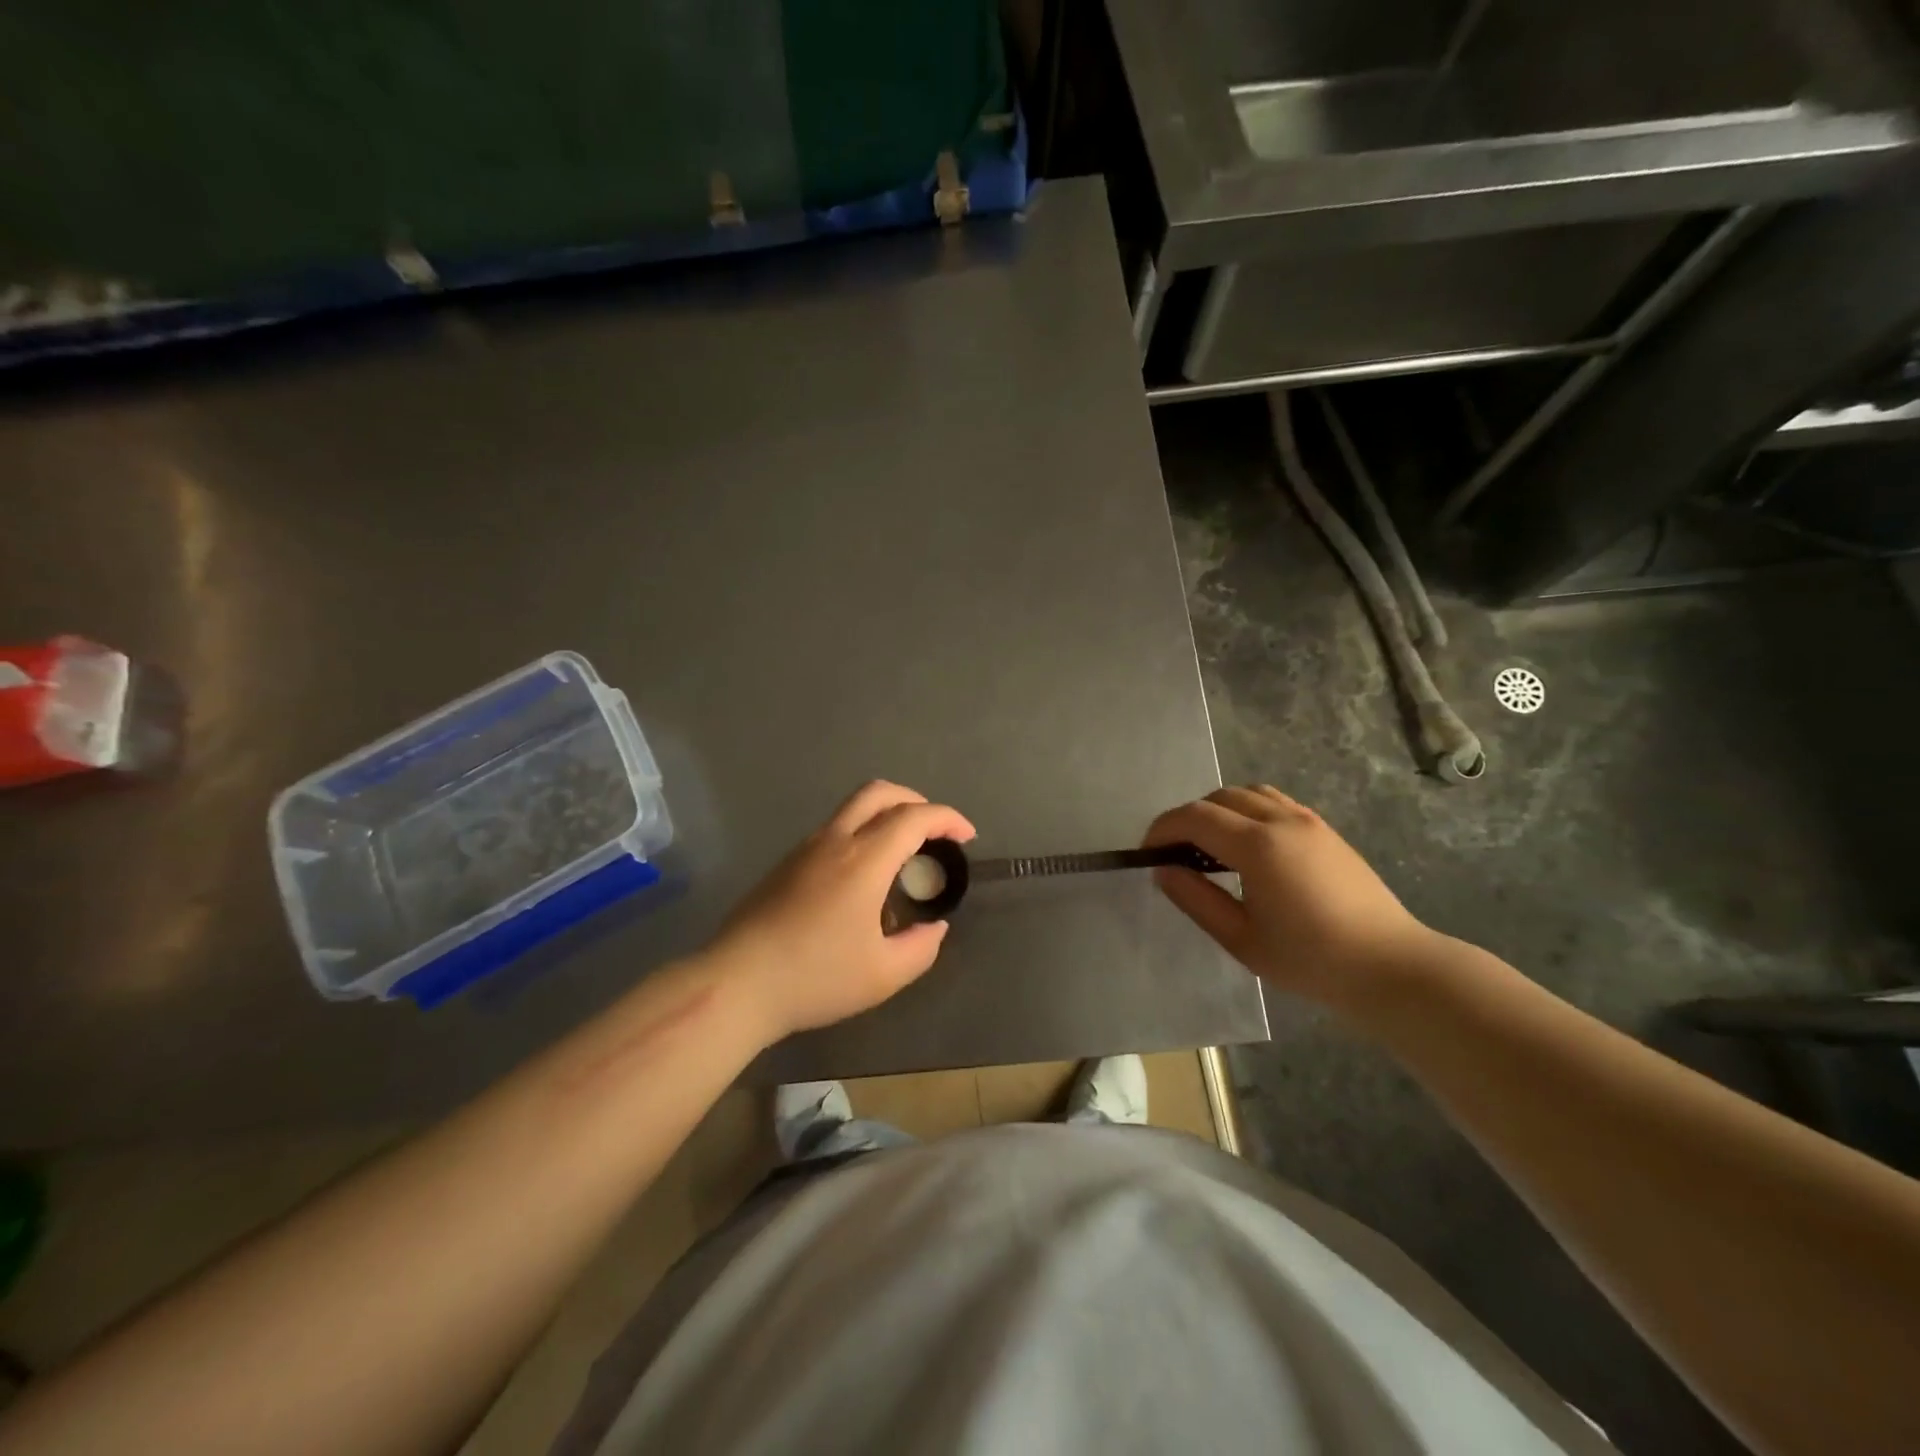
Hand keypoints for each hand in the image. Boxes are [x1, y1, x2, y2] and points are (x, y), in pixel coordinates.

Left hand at [708, 781, 975, 1041]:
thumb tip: (935, 928)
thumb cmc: (815, 978)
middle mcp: (835, 841)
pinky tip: (864, 876)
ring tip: (903, 853)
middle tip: (935, 831)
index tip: (966, 837)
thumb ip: (921, 948)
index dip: (947, 819)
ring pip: (852, 807)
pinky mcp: (786, 863)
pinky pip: (834, 829)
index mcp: (864, 860)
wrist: (737, 983)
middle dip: (916, 801)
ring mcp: (806, 849)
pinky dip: (862, 831)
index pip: (914, 817)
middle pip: (880, 792)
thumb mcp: (883, 976)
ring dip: (886, 814)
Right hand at [1144, 785, 1435, 1006]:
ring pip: (1248, 793)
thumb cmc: (1310, 960)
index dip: (1162, 830)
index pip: (1194, 817)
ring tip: (1210, 848)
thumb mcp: (1241, 939)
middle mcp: (1281, 820)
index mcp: (1258, 846)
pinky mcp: (1325, 829)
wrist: (1390, 967)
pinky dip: (1248, 811)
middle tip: (1176, 855)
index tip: (1147, 855)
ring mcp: (1308, 820)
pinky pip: (1274, 803)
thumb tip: (1163, 870)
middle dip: (1188, 819)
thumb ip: (1196, 899)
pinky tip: (1249, 847)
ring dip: (1219, 811)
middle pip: (1218, 798)